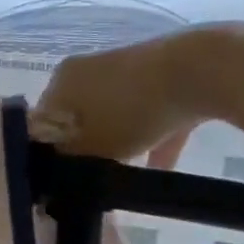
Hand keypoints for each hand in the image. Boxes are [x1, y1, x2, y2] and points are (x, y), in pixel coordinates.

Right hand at [35, 27, 224, 164]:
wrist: (202, 69)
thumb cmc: (133, 110)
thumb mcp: (94, 147)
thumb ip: (70, 159)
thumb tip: (58, 168)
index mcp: (61, 82)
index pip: (42, 123)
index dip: (50, 153)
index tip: (64, 176)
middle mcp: (86, 69)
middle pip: (78, 117)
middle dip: (87, 147)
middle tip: (95, 176)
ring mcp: (125, 67)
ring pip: (114, 114)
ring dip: (121, 144)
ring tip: (128, 176)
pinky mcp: (160, 71)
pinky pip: (148, 110)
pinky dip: (153, 137)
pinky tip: (162, 169)